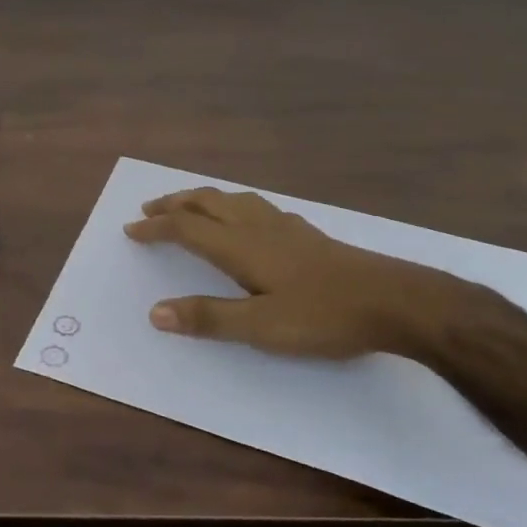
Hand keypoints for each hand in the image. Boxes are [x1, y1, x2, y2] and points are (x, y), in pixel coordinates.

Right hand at [125, 186, 465, 357]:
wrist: (395, 301)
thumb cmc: (324, 315)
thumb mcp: (261, 326)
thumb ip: (208, 317)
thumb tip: (155, 312)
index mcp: (240, 246)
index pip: (186, 228)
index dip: (156, 228)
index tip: (130, 229)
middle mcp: (257, 227)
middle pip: (206, 203)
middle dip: (174, 204)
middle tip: (149, 210)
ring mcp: (285, 226)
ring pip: (232, 199)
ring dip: (202, 199)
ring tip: (188, 206)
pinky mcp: (306, 233)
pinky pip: (256, 206)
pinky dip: (233, 205)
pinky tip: (246, 218)